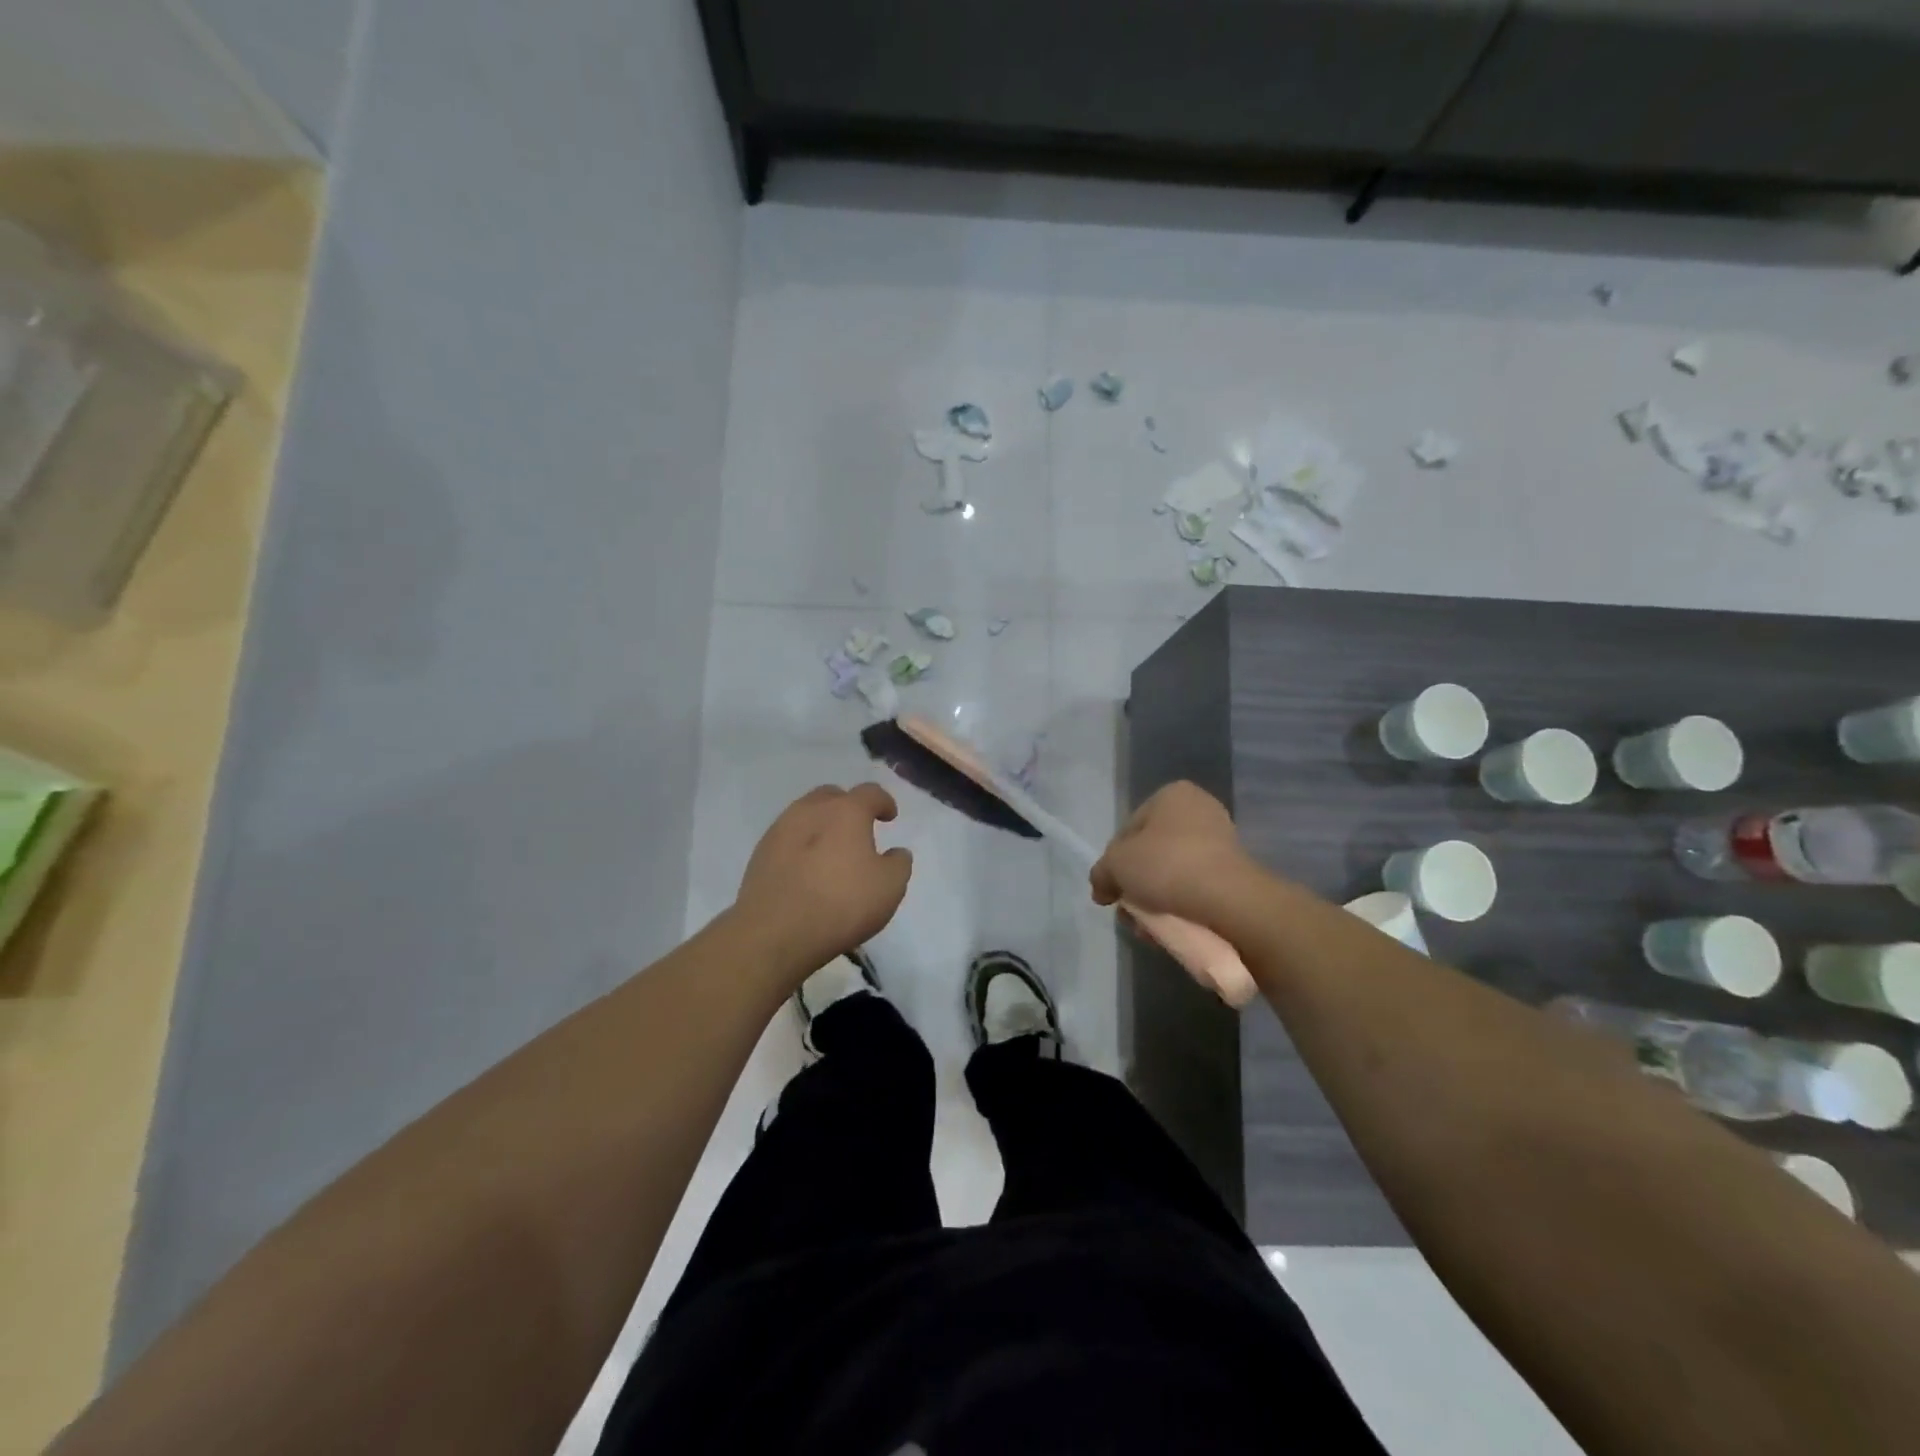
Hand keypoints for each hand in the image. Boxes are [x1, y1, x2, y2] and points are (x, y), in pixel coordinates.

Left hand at [734, 784, 913, 976]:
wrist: (774, 932)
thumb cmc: (841, 903)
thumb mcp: (889, 887)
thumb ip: (898, 864)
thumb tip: (895, 853)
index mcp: (846, 811)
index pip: (870, 793)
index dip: (884, 802)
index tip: (889, 817)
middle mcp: (811, 810)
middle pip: (832, 796)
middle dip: (848, 807)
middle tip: (858, 830)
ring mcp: (780, 830)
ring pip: (805, 815)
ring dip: (821, 825)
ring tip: (830, 851)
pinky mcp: (760, 854)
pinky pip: (787, 839)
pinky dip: (801, 846)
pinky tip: (806, 870)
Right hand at [1090, 781, 1257, 927]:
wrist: (1228, 900)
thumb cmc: (1167, 865)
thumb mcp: (1116, 865)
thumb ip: (1101, 873)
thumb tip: (1101, 888)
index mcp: (1171, 795)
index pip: (1129, 829)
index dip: (1114, 862)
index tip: (1111, 889)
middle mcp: (1199, 810)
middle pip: (1152, 853)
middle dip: (1137, 885)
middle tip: (1129, 911)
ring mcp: (1222, 842)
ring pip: (1173, 874)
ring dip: (1156, 901)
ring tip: (1148, 927)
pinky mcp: (1235, 874)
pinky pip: (1196, 889)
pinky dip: (1181, 906)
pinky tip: (1170, 927)